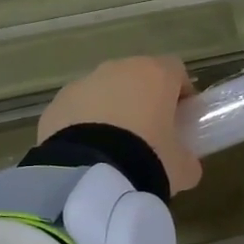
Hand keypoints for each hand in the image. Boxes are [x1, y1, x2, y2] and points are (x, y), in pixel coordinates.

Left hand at [38, 56, 203, 193]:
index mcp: (155, 75)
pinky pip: (77, 109)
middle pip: (137, 77)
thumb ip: (187, 160)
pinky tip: (87, 153)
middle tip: (147, 135)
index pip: (175, 70)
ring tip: (112, 148)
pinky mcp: (56, 103)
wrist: (87, 174)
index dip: (180, 92)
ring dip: (110, 110)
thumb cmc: (146, 160)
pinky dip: (83, 124)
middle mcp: (118, 69)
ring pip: (104, 91)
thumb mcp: (181, 168)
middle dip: (142, 99)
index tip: (181, 117)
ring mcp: (84, 83)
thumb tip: (186, 164)